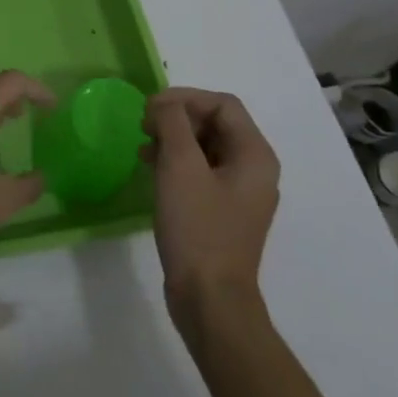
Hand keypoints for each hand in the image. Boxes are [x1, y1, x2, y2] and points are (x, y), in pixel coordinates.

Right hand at [144, 87, 280, 310]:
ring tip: (142, 146)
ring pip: (205, 147)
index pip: (222, 104)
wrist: (209, 298)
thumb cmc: (197, 227)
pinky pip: (200, 171)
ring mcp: (239, 193)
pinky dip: (176, 162)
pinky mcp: (222, 211)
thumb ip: (173, 124)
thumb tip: (165, 104)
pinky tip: (150, 168)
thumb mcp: (180, 167)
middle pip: (215, 123)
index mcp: (255, 156)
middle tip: (143, 126)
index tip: (149, 109)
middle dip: (177, 117)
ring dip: (173, 138)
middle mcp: (254, 170)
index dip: (184, 98)